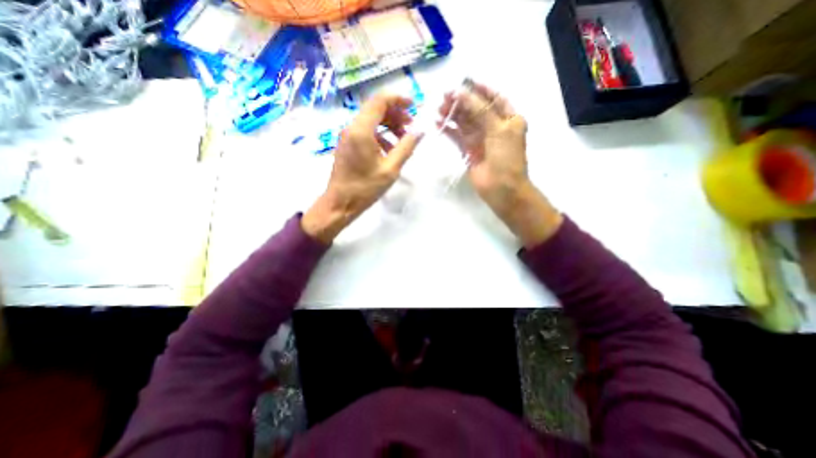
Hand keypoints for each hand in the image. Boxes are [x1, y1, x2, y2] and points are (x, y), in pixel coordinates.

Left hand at [302, 93, 423, 243]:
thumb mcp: (391, 169)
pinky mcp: (347, 144)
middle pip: (375, 109)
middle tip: (411, 126)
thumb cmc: (365, 188)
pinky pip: (365, 132)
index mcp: (361, 130)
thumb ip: (406, 147)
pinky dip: (379, 135)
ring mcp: (347, 136)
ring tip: (403, 139)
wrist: (340, 204)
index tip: (414, 106)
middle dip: (396, 114)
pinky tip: (389, 149)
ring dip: (388, 125)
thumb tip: (420, 130)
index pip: (380, 100)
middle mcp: (351, 127)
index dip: (398, 99)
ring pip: (371, 120)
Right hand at [441, 81, 561, 246]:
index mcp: (508, 118)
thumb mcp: (499, 129)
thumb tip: (461, 93)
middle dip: (462, 102)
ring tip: (438, 108)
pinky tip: (438, 123)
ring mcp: (480, 139)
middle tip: (444, 97)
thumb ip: (480, 110)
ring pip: (465, 122)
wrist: (501, 188)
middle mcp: (494, 126)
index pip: (494, 98)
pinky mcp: (468, 150)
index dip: (479, 89)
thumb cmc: (506, 158)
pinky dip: (448, 130)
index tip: (463, 82)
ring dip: (453, 114)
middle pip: (476, 109)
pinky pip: (457, 136)